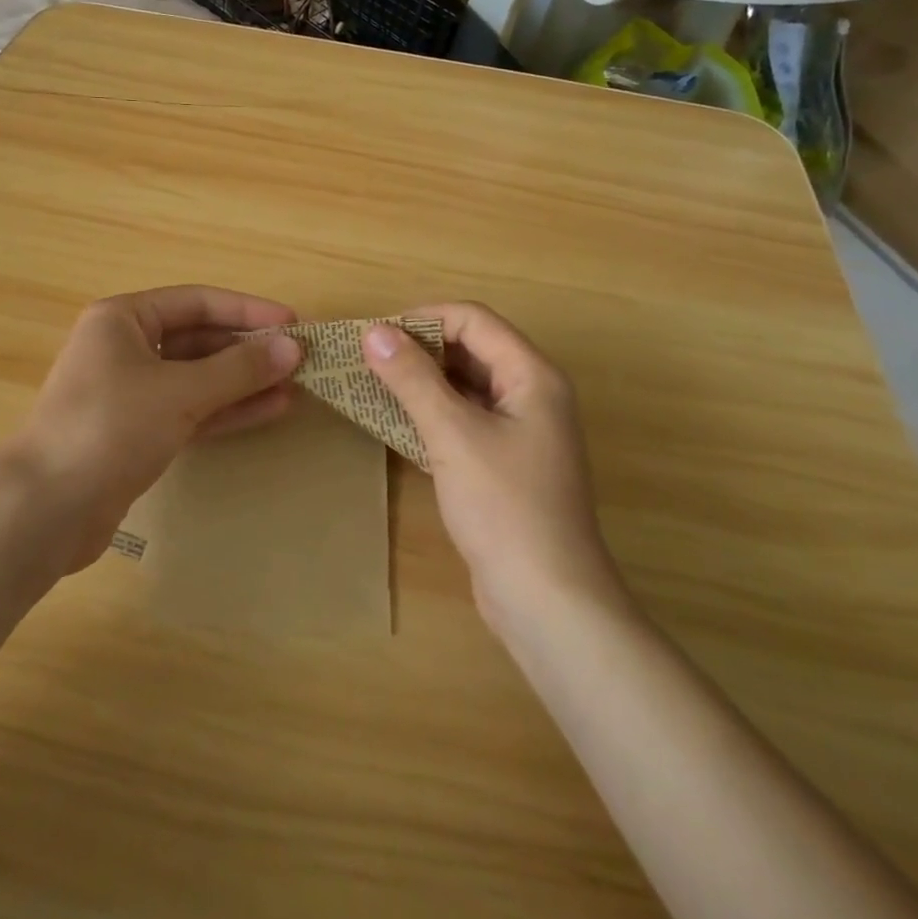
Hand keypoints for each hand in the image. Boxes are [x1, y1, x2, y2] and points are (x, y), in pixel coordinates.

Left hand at [5, 285, 301, 570]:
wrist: (46, 509)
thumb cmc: (110, 428)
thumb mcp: (180, 392)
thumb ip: (239, 369)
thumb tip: (293, 348)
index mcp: (123, 319)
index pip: (197, 302)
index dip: (248, 310)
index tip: (293, 324)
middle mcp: (125, 348)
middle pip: (199, 339)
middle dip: (248, 349)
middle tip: (299, 359)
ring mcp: (131, 393)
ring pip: (198, 378)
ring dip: (244, 381)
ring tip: (295, 386)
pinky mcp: (138, 433)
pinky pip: (191, 411)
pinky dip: (227, 410)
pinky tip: (269, 410)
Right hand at [363, 304, 625, 626]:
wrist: (547, 600)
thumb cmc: (504, 507)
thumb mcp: (453, 435)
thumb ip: (413, 378)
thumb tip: (373, 331)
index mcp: (532, 375)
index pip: (474, 319)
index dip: (423, 318)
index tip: (375, 334)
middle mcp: (533, 393)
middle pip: (472, 347)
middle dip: (420, 348)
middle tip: (369, 360)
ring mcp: (522, 429)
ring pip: (467, 384)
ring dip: (424, 381)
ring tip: (375, 386)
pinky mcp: (507, 461)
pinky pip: (467, 418)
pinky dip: (434, 413)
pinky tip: (399, 423)